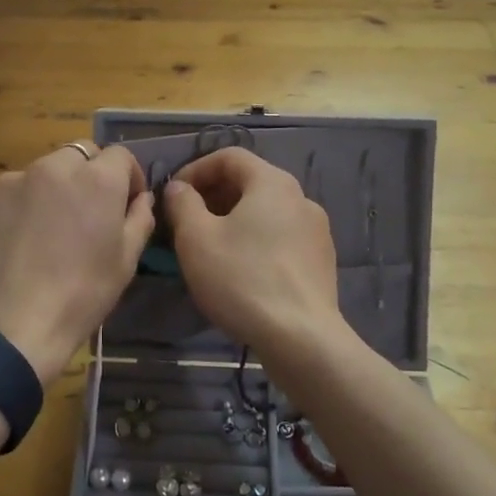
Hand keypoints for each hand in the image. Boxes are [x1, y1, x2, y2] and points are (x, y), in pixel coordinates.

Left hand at [0, 144, 154, 386]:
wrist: (9, 330)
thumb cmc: (80, 296)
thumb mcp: (125, 262)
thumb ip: (139, 219)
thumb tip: (141, 198)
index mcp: (95, 179)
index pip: (120, 155)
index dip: (127, 177)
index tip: (124, 203)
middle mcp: (51, 168)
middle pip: (77, 155)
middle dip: (86, 176)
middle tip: (83, 216)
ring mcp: (7, 182)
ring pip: (37, 174)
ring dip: (46, 192)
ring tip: (41, 235)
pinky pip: (1, 198)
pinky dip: (10, 212)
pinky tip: (8, 247)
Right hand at [162, 148, 340, 354]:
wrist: (302, 338)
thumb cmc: (242, 279)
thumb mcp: (196, 239)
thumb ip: (182, 203)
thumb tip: (179, 188)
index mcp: (272, 182)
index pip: (229, 156)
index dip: (195, 169)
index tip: (174, 195)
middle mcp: (300, 197)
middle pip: (250, 182)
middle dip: (213, 195)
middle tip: (186, 222)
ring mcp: (316, 230)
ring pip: (266, 211)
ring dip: (234, 219)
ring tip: (210, 247)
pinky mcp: (322, 260)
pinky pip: (282, 236)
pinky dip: (256, 240)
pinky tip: (241, 270)